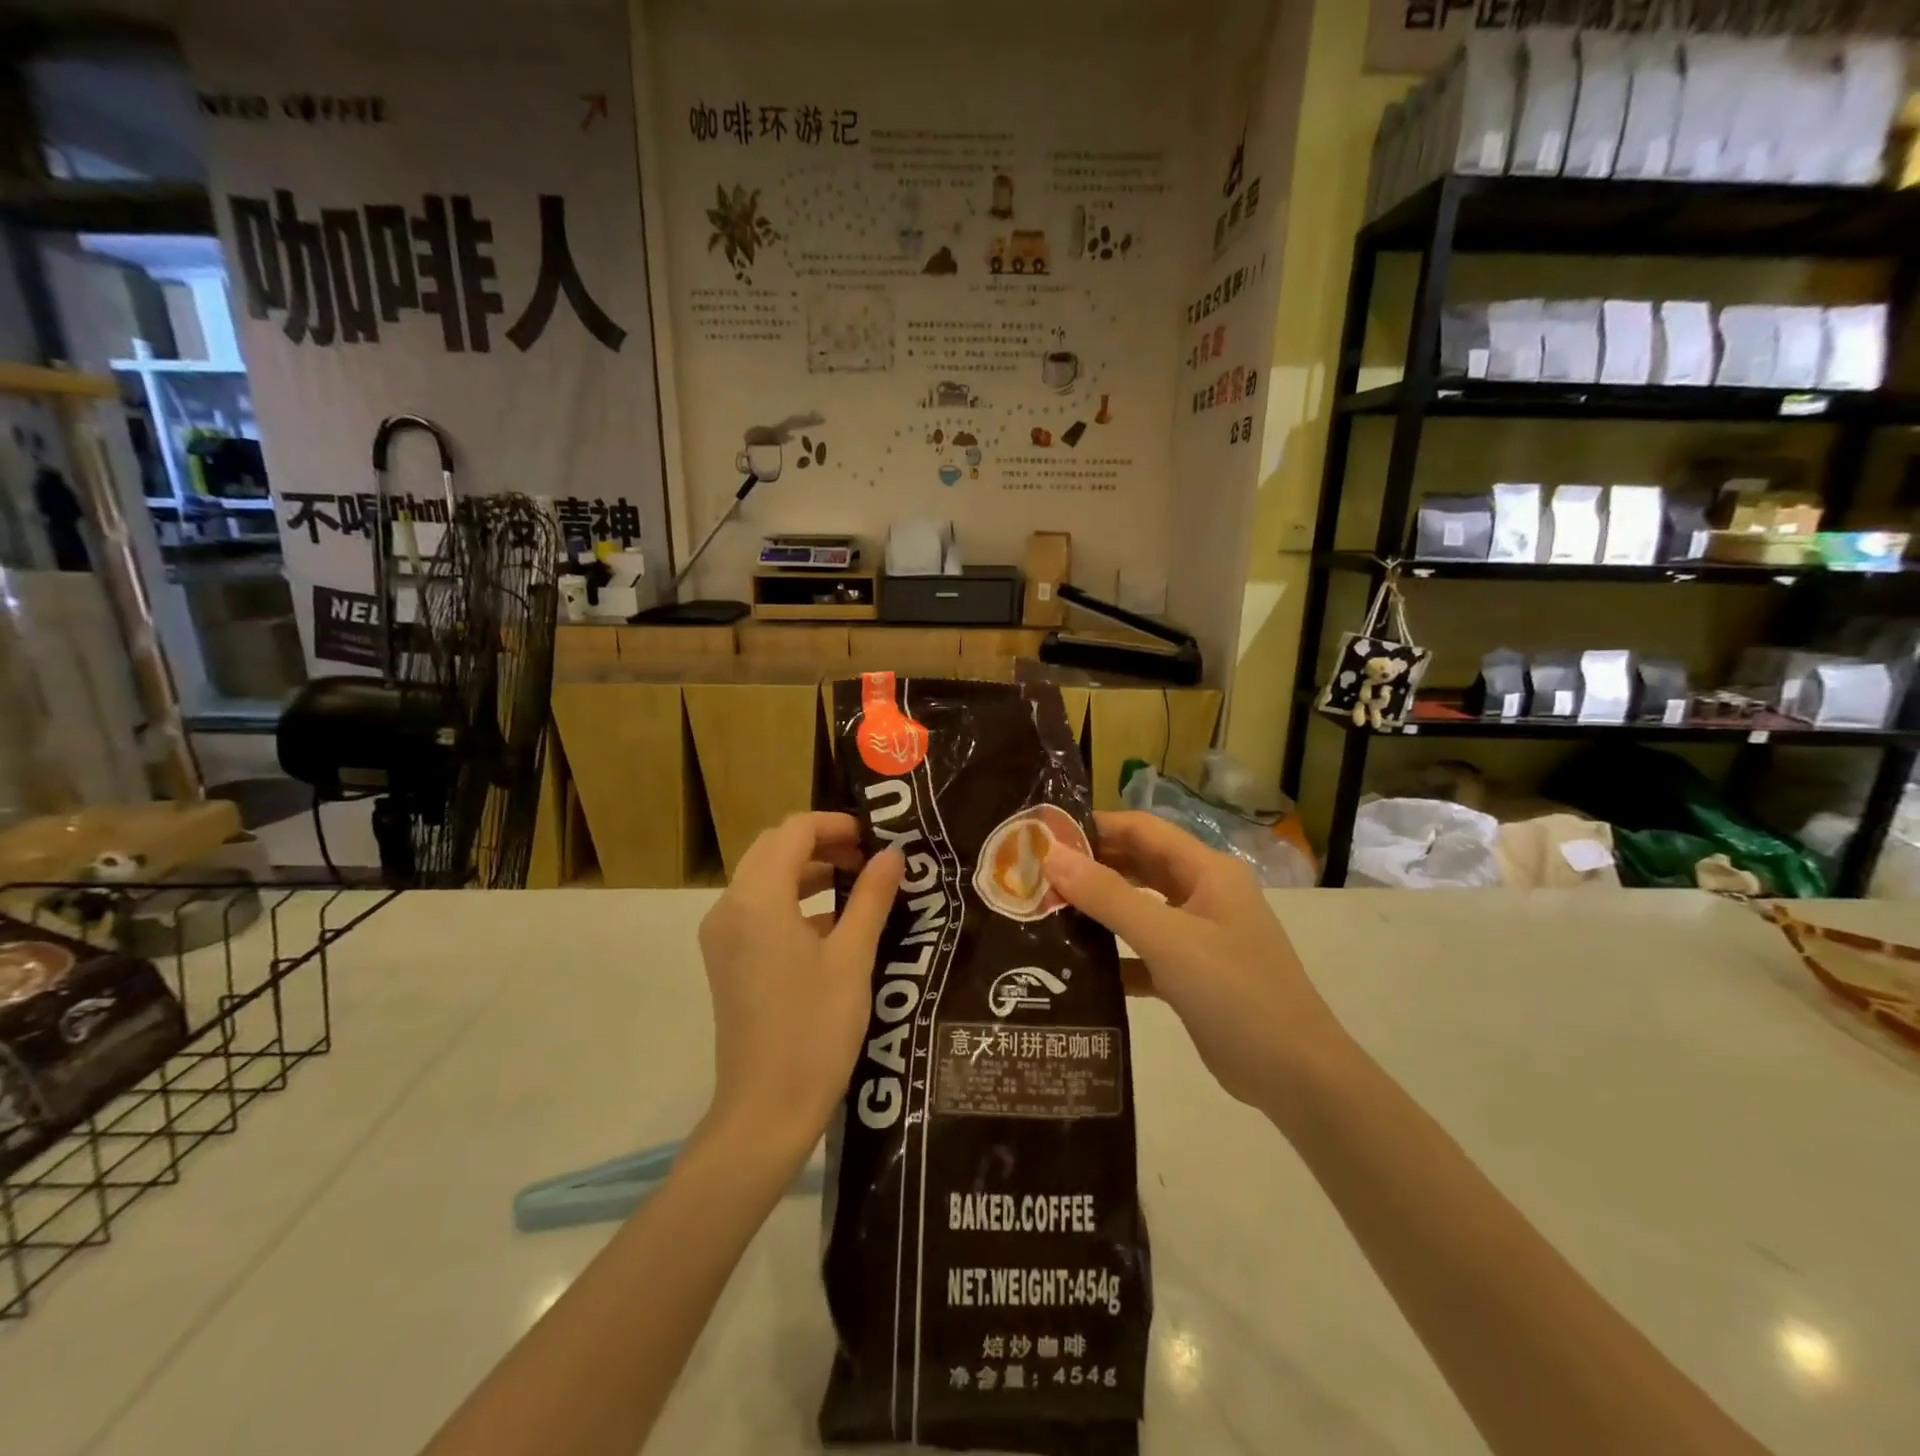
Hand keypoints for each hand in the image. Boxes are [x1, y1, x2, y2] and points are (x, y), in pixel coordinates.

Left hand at [697, 813, 902, 1155]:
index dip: (835, 825)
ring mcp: (722, 935)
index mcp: (758, 899)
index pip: (793, 831)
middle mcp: (730, 907)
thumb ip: (871, 897)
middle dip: (821, 843)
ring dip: (808, 870)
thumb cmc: (815, 1030)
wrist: (766, 1110)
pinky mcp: (726, 959)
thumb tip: (892, 855)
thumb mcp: (853, 958)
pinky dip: (793, 900)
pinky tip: (833, 924)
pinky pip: (758, 909)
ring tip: (857, 885)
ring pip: (764, 877)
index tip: (874, 838)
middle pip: (773, 848)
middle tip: (867, 858)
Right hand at [1042, 812, 1339, 1113]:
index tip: (1045, 835)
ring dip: (1099, 909)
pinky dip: (1115, 953)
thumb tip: (1053, 855)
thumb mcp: (1168, 938)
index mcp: (1207, 871)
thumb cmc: (1234, 991)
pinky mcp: (1192, 974)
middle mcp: (1204, 895)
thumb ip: (1109, 896)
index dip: (1096, 826)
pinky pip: (1144, 951)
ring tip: (1046, 912)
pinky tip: (1076, 966)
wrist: (1295, 1075)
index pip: (1143, 830)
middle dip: (1092, 866)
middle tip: (1036, 874)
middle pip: (1139, 866)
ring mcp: (1200, 935)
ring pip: (1140, 908)